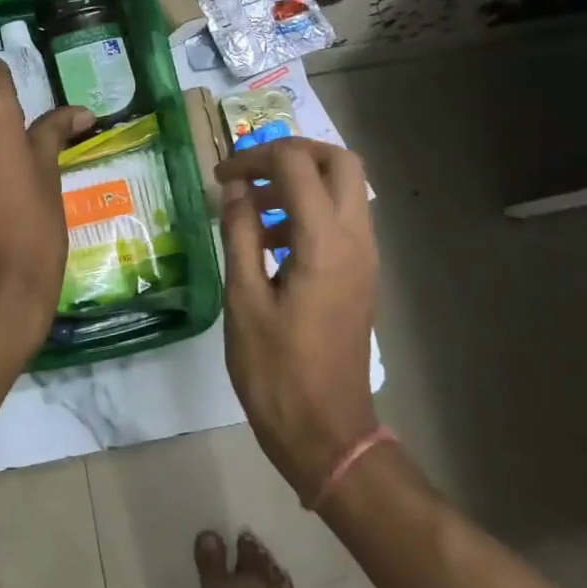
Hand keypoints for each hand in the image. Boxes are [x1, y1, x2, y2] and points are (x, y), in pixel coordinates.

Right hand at [217, 138, 379, 498]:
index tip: (221, 176)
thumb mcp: (243, 299)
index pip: (296, 166)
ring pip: (346, 189)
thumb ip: (240, 234)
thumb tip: (233, 188)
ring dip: (302, 182)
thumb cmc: (276, 371)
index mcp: (325, 243)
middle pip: (340, 162)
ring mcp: (365, 258)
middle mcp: (356, 240)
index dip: (255, 158)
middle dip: (294, 154)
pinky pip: (343, 220)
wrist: (327, 433)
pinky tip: (271, 240)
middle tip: (252, 172)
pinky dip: (310, 210)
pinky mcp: (361, 275)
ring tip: (253, 208)